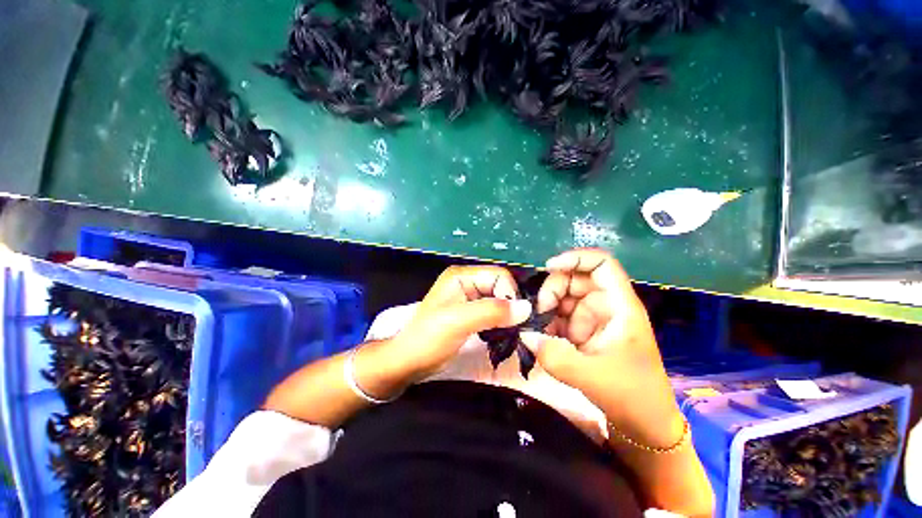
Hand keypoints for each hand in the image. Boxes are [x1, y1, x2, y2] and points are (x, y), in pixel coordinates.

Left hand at [384, 265, 532, 383]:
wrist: (408, 362)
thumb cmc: (428, 339)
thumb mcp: (458, 322)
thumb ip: (491, 312)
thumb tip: (526, 308)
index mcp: (461, 275)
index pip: (499, 275)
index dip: (510, 294)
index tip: (516, 319)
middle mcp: (467, 282)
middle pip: (501, 287)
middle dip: (510, 306)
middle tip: (516, 329)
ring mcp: (469, 298)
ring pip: (499, 301)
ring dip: (507, 316)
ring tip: (510, 333)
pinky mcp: (471, 313)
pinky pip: (494, 313)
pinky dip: (501, 323)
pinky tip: (502, 335)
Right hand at [520, 249, 682, 447]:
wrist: (644, 424)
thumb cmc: (631, 396)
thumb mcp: (591, 377)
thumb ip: (554, 356)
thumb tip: (524, 334)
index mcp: (620, 307)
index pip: (602, 264)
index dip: (575, 258)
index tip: (549, 267)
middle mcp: (606, 306)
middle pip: (575, 278)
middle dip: (553, 290)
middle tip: (538, 313)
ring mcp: (593, 318)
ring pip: (564, 297)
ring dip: (547, 308)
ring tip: (538, 329)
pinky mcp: (583, 331)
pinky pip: (560, 316)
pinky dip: (548, 323)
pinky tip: (542, 338)